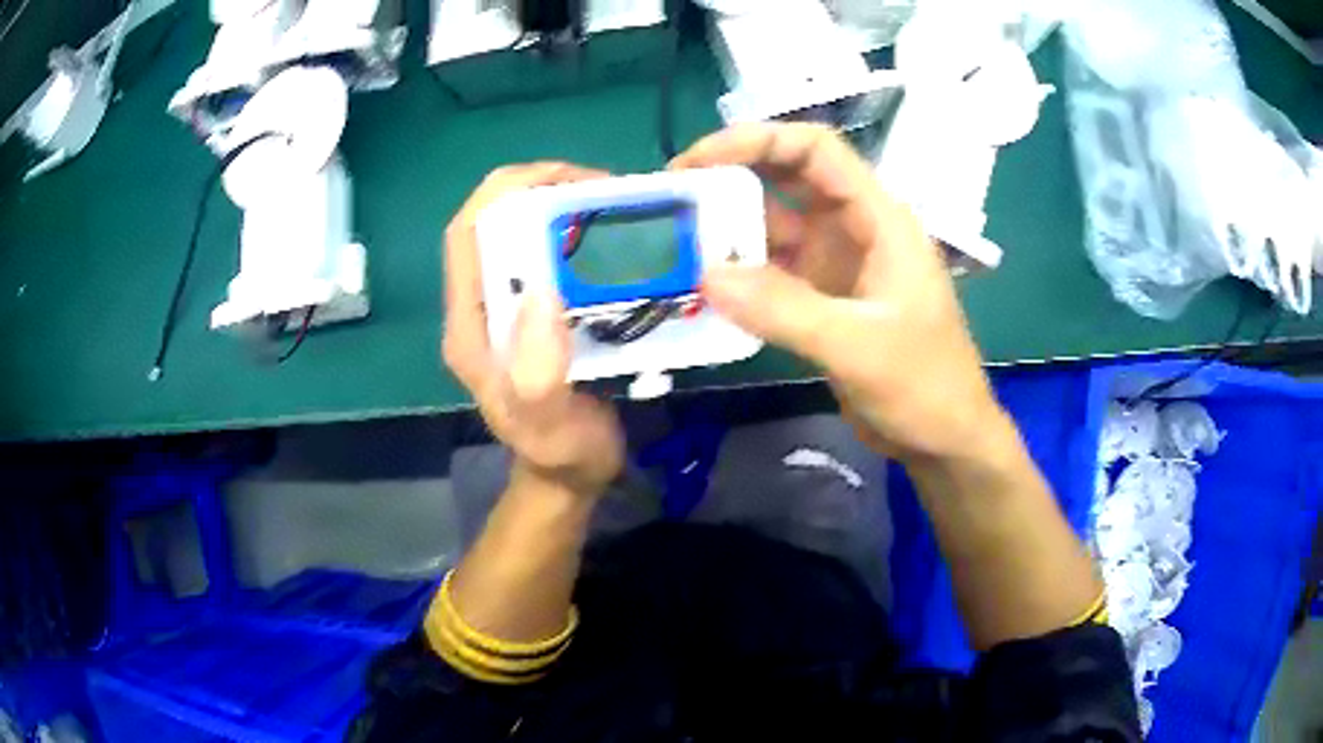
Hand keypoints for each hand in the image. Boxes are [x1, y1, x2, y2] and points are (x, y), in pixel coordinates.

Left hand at [443, 163, 624, 497]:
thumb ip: (536, 374)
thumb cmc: (559, 453)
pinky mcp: (539, 312)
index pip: (467, 234)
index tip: (564, 178)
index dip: (503, 193)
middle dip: (543, 191)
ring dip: (566, 210)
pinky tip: (618, 240)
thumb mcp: (548, 426)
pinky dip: (582, 237)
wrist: (572, 476)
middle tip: (604, 191)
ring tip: (616, 208)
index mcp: (470, 325)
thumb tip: (542, 290)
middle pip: (497, 223)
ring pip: (527, 234)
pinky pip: (555, 257)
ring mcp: (511, 307)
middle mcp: (484, 306)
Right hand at [672, 123, 1007, 465]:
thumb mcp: (860, 347)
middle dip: (732, 178)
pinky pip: (772, 271)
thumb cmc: (925, 385)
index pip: (815, 151)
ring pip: (775, 226)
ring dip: (730, 230)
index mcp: (878, 218)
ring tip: (676, 243)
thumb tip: (704, 276)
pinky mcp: (822, 298)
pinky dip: (740, 274)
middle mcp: (854, 228)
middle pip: (788, 179)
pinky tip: (704, 286)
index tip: (696, 161)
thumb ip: (786, 310)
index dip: (756, 140)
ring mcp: (837, 263)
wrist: (943, 438)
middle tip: (672, 198)